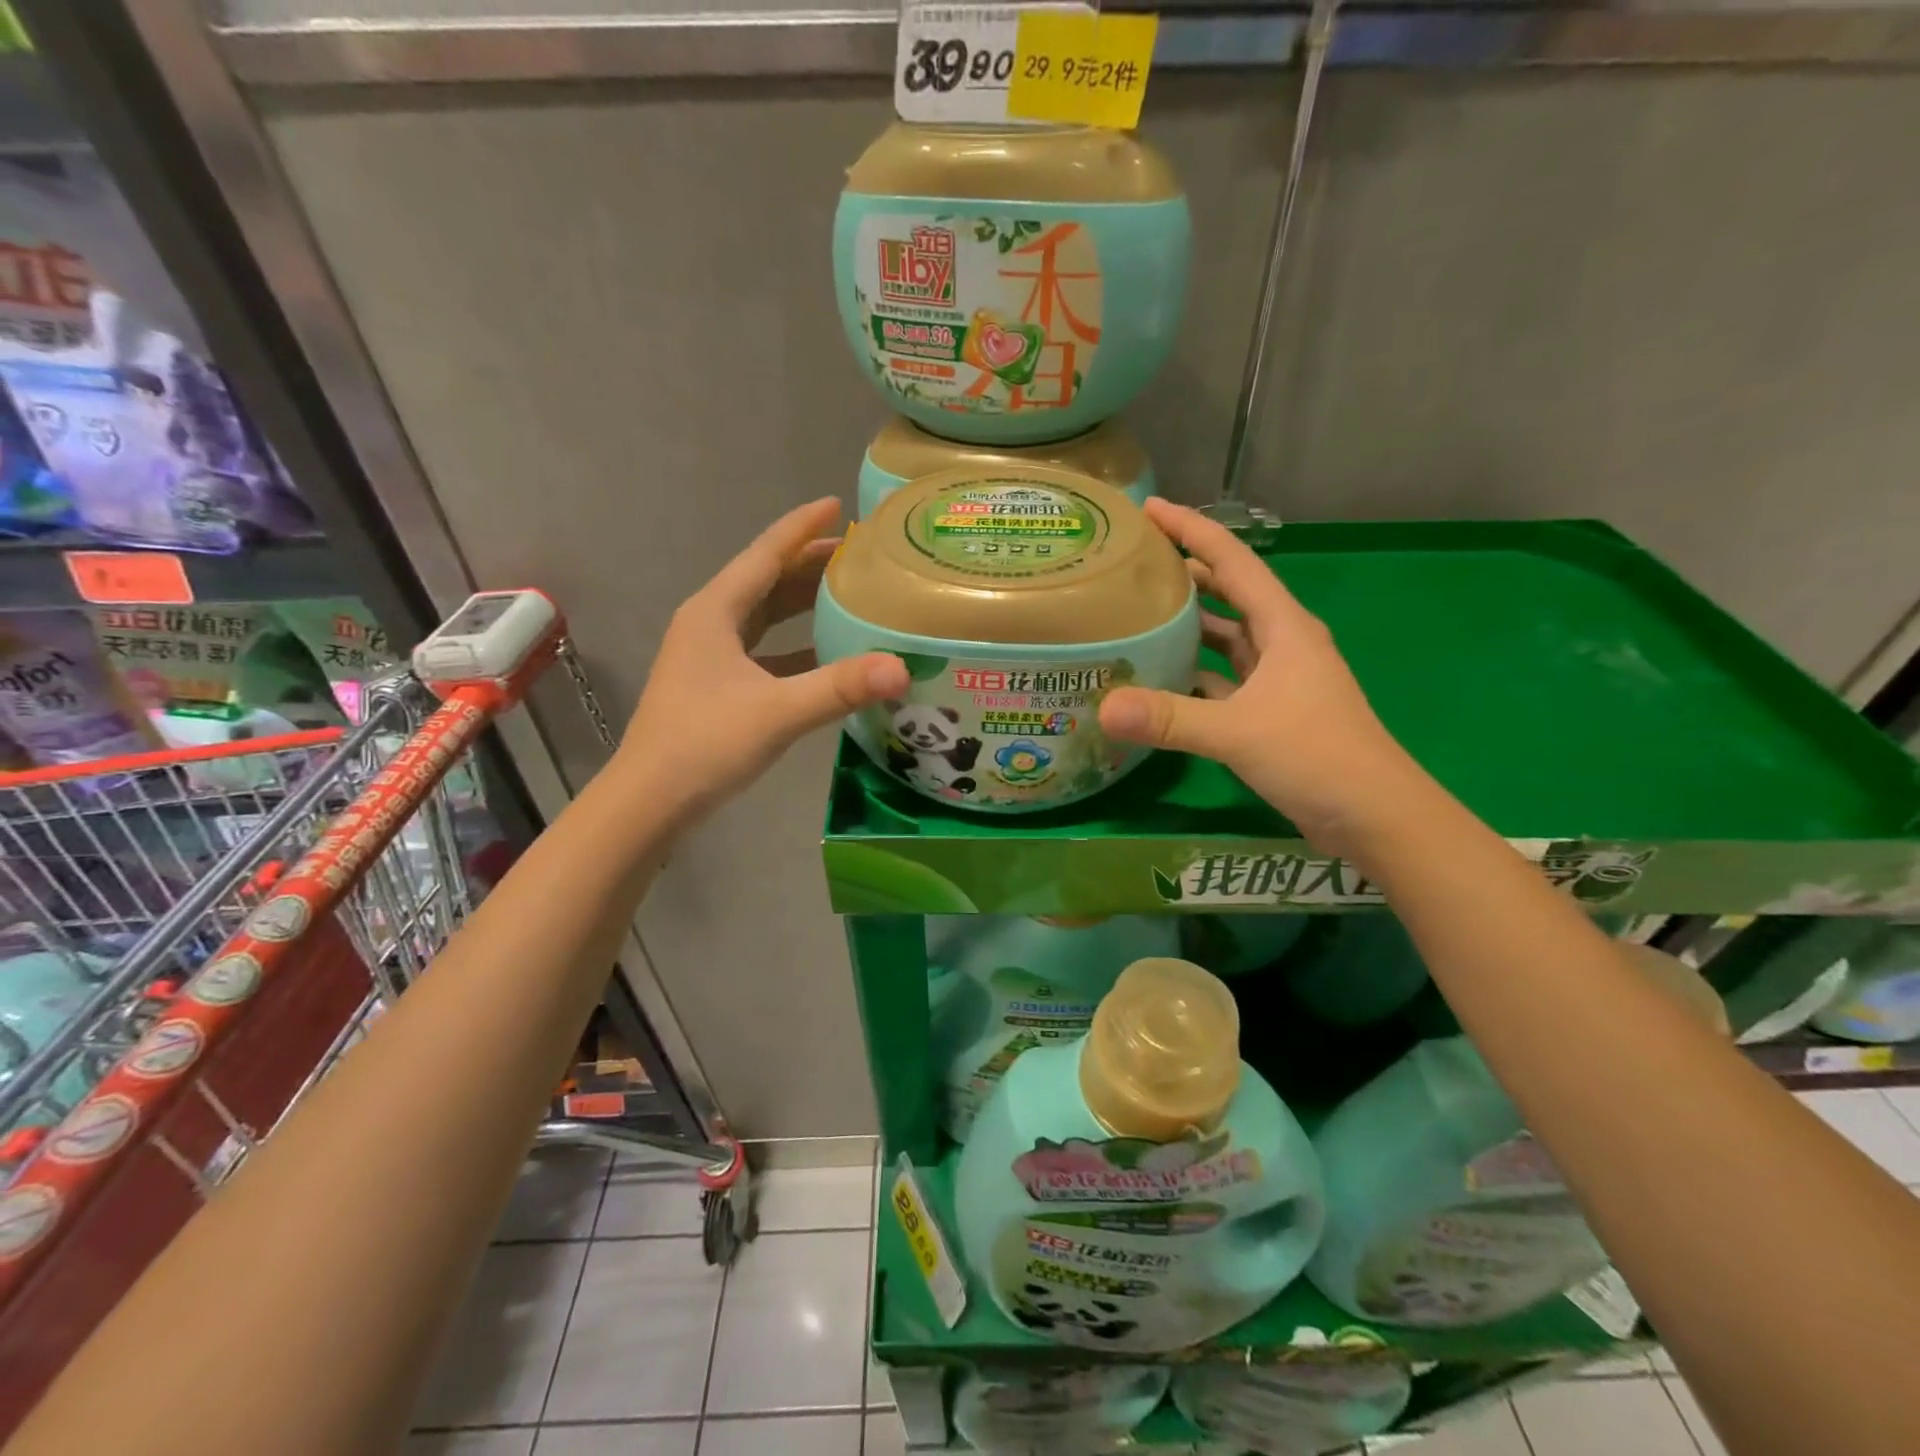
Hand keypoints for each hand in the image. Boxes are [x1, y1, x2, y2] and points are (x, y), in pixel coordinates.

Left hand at [617, 498, 907, 821]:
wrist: (649, 802)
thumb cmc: (704, 745)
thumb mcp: (777, 712)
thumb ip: (839, 688)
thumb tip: (901, 668)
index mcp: (715, 612)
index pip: (765, 554)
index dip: (802, 528)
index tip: (839, 504)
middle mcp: (710, 623)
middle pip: (767, 580)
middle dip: (811, 564)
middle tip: (863, 556)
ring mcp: (711, 656)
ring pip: (765, 615)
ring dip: (803, 602)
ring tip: (851, 594)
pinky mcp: (718, 685)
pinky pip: (765, 649)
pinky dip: (796, 643)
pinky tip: (827, 653)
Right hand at [1098, 499, 1425, 856]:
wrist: (1377, 816)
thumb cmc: (1318, 756)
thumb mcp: (1239, 732)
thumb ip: (1170, 718)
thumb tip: (1103, 707)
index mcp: (1283, 626)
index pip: (1232, 560)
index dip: (1192, 529)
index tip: (1148, 510)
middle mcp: (1281, 642)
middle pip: (1228, 592)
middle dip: (1185, 571)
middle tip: (1132, 563)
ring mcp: (1277, 678)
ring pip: (1225, 637)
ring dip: (1188, 624)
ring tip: (1136, 615)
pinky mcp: (1270, 711)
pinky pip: (1224, 678)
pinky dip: (1194, 673)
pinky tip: (1160, 680)